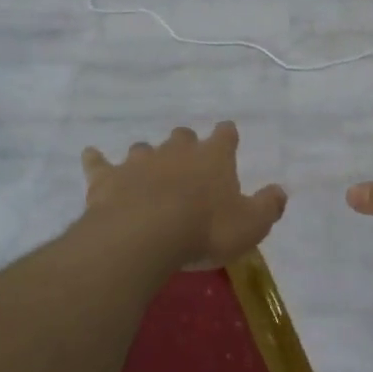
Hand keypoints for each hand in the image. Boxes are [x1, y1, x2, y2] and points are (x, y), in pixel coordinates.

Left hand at [81, 122, 286, 269]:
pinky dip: (96, 160)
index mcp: (213, 157)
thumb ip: (268, 206)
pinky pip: (99, 163)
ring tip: (146, 172)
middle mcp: (176, 150)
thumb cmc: (205, 230)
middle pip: (183, 136)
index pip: (225, 135)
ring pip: (144, 148)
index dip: (227, 136)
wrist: (144, 236)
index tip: (228, 137)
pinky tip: (91, 157)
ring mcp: (139, 161)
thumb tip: (280, 191)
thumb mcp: (250, 225)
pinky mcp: (108, 178)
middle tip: (187, 162)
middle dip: (185, 145)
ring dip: (147, 157)